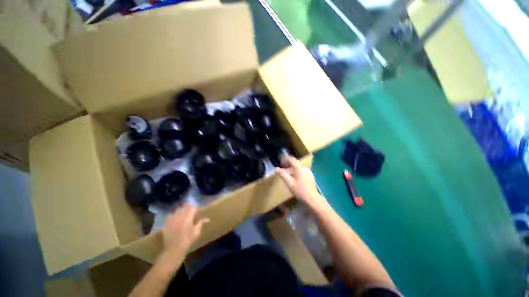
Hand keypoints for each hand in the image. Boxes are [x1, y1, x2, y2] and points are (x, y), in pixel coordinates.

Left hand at [162, 203, 208, 252]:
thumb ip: (201, 223)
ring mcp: (172, 219)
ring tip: (182, 214)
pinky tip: (174, 219)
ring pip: (177, 210)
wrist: (174, 249)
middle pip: (184, 207)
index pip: (192, 207)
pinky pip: (170, 216)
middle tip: (190, 211)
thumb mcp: (196, 232)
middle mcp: (180, 216)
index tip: (196, 210)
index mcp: (188, 217)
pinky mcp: (166, 223)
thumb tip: (208, 219)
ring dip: (181, 210)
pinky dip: (173, 216)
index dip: (195, 208)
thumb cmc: (188, 240)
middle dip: (188, 208)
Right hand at [276, 156, 324, 206]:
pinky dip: (296, 173)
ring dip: (292, 170)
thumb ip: (282, 174)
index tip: (280, 162)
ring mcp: (308, 172)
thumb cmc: (299, 190)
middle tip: (282, 170)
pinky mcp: (310, 176)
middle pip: (294, 164)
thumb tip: (276, 169)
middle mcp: (304, 168)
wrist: (312, 199)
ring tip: (287, 176)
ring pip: (298, 168)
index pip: (291, 159)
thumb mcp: (289, 182)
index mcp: (299, 168)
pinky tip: (294, 180)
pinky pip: (301, 172)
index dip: (285, 159)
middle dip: (288, 166)